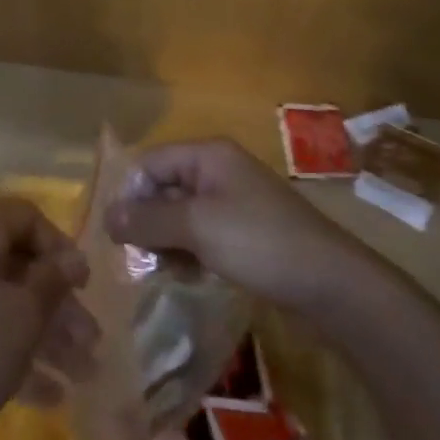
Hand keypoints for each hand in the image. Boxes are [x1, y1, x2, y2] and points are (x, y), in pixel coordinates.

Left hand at [0, 198, 98, 439]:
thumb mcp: (22, 315)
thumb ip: (53, 282)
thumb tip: (72, 259)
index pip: (28, 216)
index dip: (62, 248)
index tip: (85, 288)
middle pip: (18, 265)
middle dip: (59, 305)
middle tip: (92, 343)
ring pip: (2, 302)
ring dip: (44, 336)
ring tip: (83, 377)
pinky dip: (11, 354)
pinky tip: (48, 397)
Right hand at [104, 138, 385, 319]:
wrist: (332, 284)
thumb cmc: (259, 242)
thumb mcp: (197, 227)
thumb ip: (148, 220)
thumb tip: (106, 216)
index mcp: (208, 155)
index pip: (150, 162)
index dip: (129, 194)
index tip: (115, 234)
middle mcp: (218, 170)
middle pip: (164, 188)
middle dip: (147, 221)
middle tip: (136, 258)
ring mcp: (234, 201)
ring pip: (181, 215)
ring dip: (165, 241)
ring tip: (159, 272)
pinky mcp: (245, 231)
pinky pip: (202, 234)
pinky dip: (188, 252)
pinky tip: (185, 276)